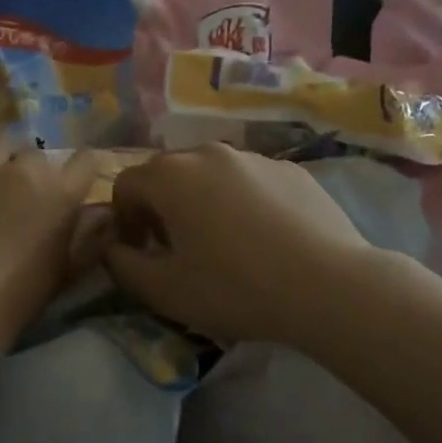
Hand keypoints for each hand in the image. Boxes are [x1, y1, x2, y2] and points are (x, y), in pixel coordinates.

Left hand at [0, 127, 105, 352]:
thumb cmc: (19, 296)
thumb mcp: (66, 272)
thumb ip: (91, 237)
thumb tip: (107, 212)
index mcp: (59, 193)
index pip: (86, 159)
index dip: (83, 167)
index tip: (77, 179)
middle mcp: (23, 170)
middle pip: (36, 152)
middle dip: (33, 169)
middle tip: (23, 194)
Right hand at [103, 143, 382, 346]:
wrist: (330, 288)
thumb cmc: (235, 288)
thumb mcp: (163, 290)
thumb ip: (121, 264)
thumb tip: (111, 248)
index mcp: (170, 175)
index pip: (125, 184)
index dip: (123, 219)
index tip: (139, 251)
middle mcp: (207, 153)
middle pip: (167, 174)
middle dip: (160, 207)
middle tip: (176, 248)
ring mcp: (253, 157)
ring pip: (210, 174)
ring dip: (201, 202)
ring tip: (222, 243)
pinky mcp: (291, 170)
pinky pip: (249, 181)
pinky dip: (242, 202)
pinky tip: (263, 239)